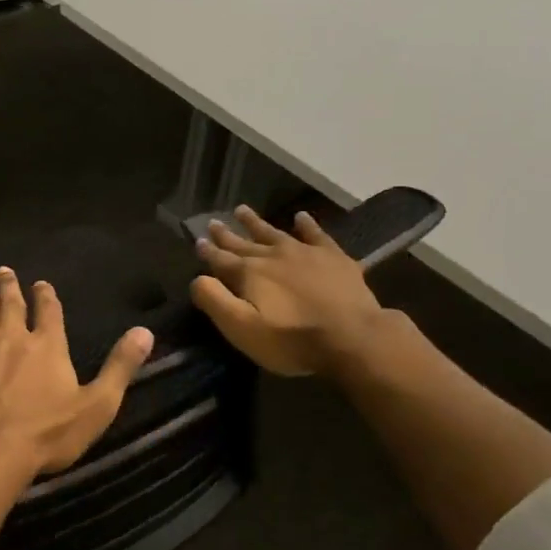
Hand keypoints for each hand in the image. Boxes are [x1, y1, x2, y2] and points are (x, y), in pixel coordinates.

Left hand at [0, 267, 154, 476]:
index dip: (45, 295)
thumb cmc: (47, 433)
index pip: (49, 310)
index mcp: (48, 345)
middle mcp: (12, 336)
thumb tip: (145, 332)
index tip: (41, 283)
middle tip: (3, 271)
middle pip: (9, 303)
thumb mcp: (97, 405)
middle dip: (7, 285)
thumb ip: (119, 367)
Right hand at [191, 206, 394, 377]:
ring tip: (242, 210)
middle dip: (227, 234)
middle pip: (244, 243)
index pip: (221, 260)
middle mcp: (273, 256)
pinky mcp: (333, 257)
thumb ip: (216, 301)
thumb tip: (198, 279)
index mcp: (249, 274)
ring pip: (274, 232)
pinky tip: (301, 217)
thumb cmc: (292, 339)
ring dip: (256, 223)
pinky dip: (307, 225)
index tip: (198, 241)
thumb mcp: (243, 329)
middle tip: (213, 222)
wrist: (352, 337)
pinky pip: (316, 234)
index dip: (208, 252)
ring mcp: (304, 253)